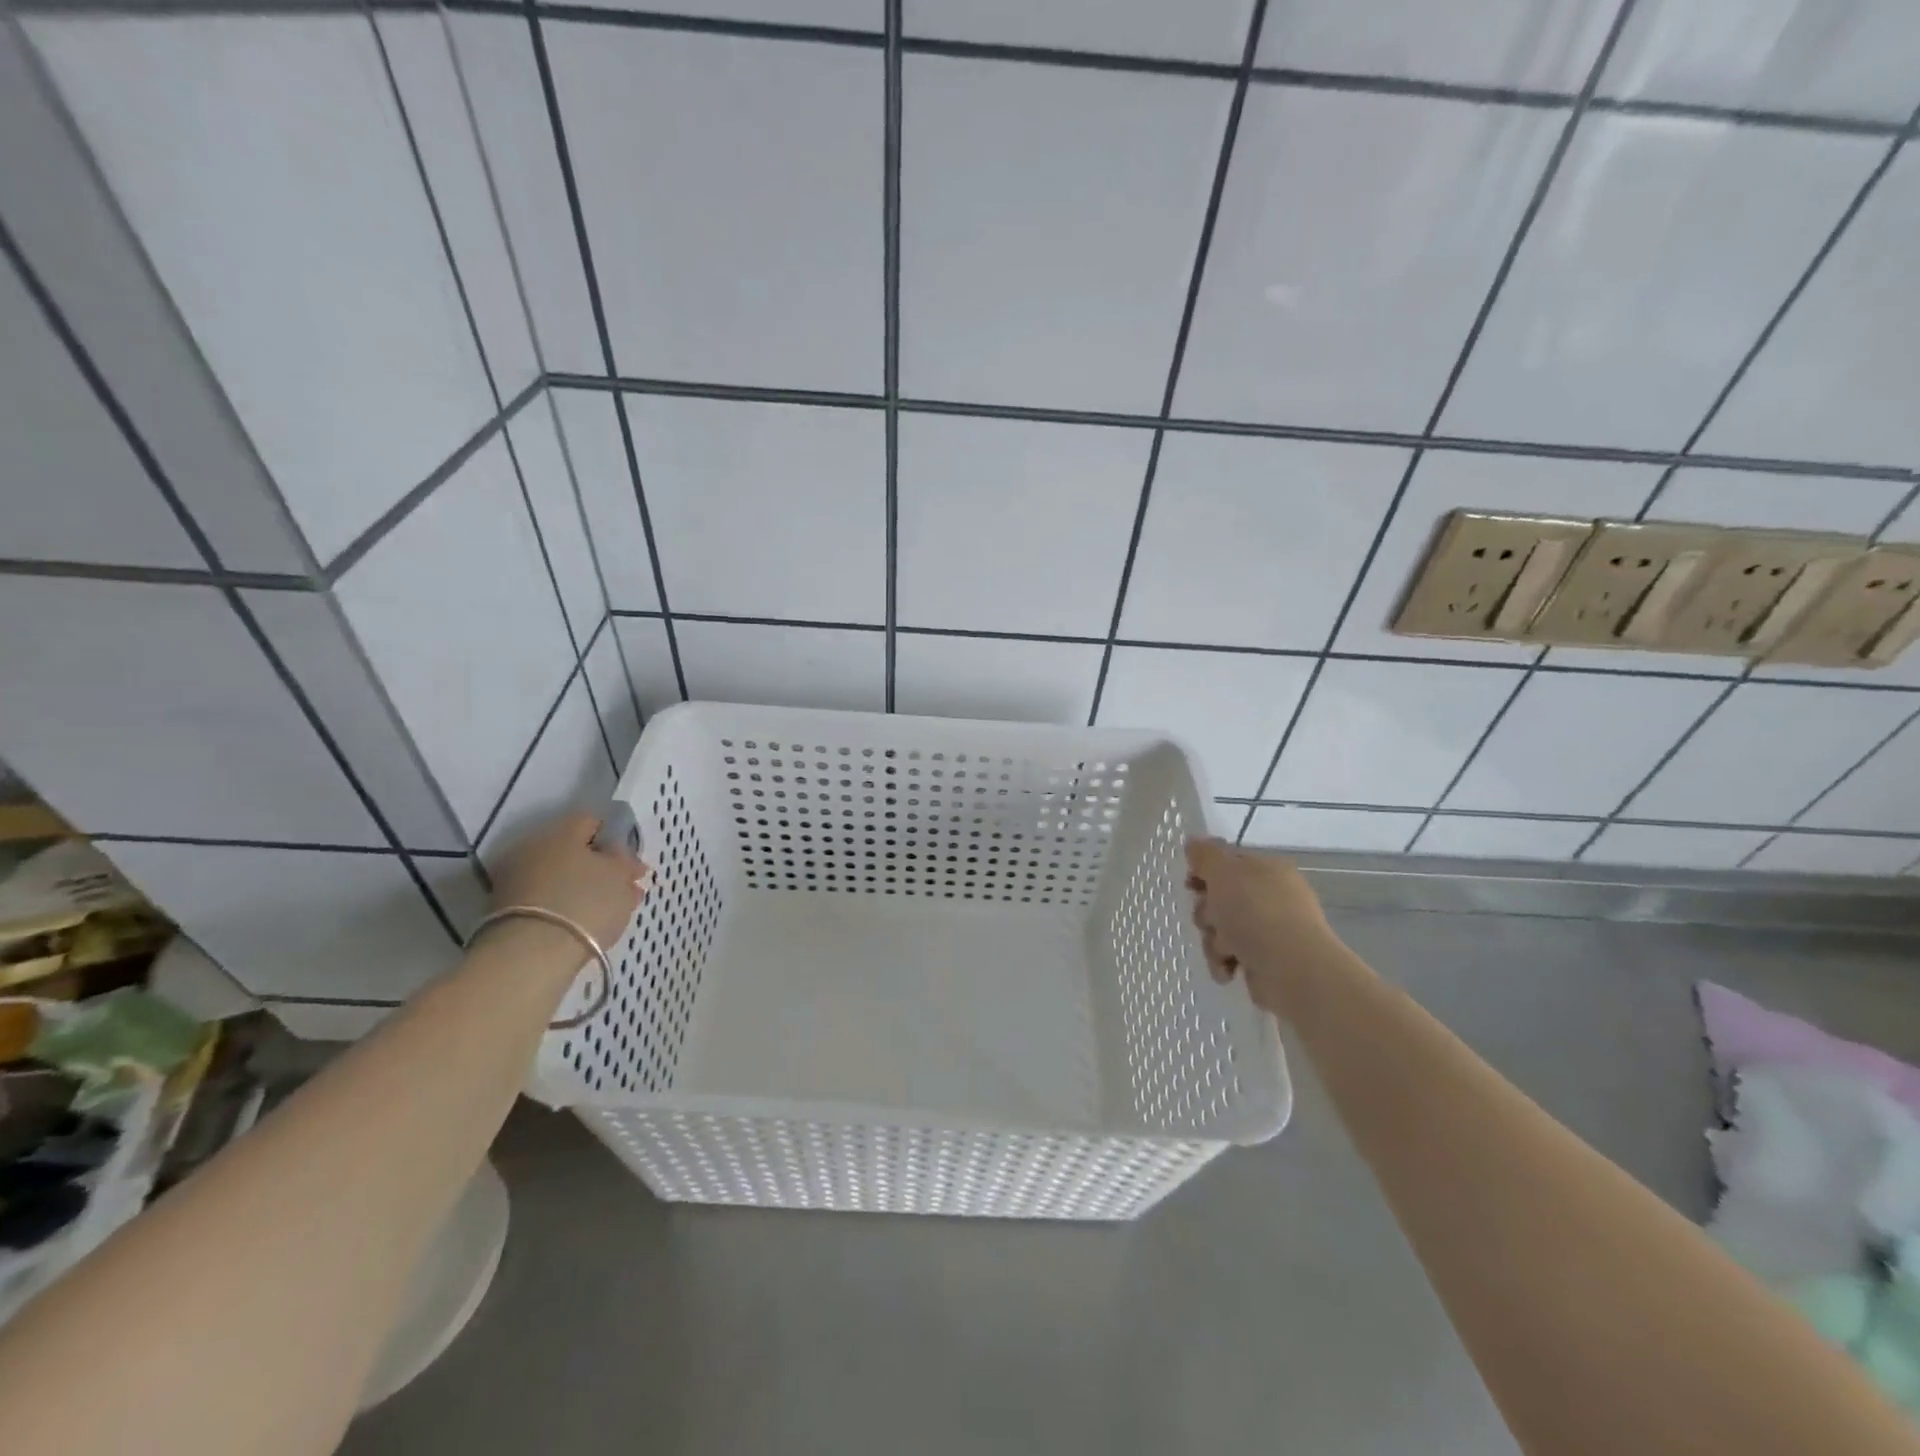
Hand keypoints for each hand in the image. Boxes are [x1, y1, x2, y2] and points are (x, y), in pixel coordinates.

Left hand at [492, 810, 648, 949]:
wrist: (531, 955)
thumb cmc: (586, 903)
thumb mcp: (620, 876)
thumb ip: (624, 860)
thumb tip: (619, 854)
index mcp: (562, 831)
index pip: (592, 822)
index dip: (615, 840)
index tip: (629, 864)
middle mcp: (533, 847)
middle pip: (573, 851)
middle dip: (598, 868)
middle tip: (622, 890)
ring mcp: (515, 879)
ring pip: (559, 877)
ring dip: (582, 889)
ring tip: (607, 912)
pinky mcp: (505, 910)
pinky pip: (544, 899)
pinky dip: (564, 907)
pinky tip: (582, 924)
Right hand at [1185, 837, 1348, 1021]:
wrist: (1292, 970)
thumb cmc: (1256, 913)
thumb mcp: (1224, 872)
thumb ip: (1205, 854)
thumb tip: (1193, 842)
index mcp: (1267, 869)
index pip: (1227, 862)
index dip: (1204, 872)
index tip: (1191, 884)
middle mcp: (1270, 897)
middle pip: (1219, 898)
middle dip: (1207, 912)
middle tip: (1212, 920)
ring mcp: (1269, 930)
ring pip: (1220, 929)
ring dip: (1214, 941)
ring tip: (1226, 951)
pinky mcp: (1265, 960)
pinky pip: (1230, 955)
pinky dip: (1225, 962)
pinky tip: (1230, 969)